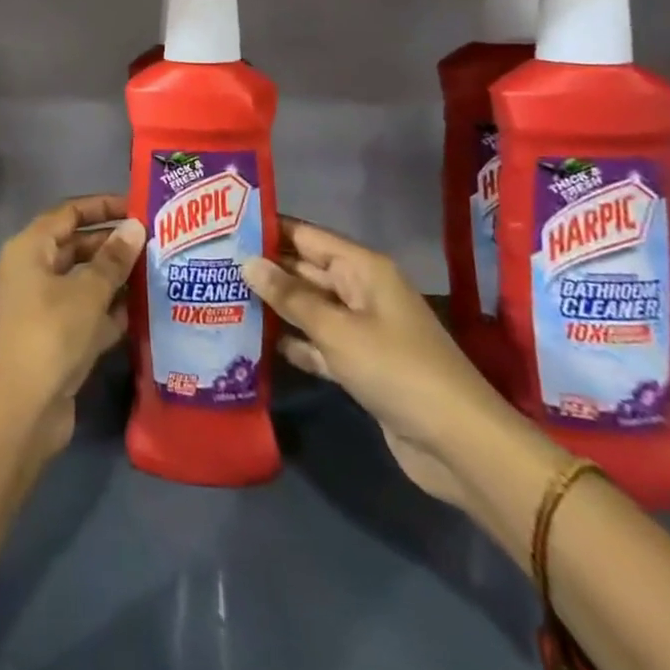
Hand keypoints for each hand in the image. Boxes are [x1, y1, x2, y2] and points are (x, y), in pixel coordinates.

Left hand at [0, 194, 146, 458]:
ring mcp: (38, 308)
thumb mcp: (89, 291)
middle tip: (153, 243)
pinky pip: (82, 313)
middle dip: (112, 245)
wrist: (22, 409)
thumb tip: (135, 227)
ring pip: (81, 282)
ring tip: (155, 273)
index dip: (102, 207)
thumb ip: (114, 259)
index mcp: (29, 249)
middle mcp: (30, 272)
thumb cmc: (52, 333)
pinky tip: (142, 312)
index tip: (137, 207)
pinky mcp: (50, 339)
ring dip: (114, 279)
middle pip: (75, 247)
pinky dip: (107, 311)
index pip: (68, 213)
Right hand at [241, 217, 522, 510]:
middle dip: (265, 268)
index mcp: (362, 269)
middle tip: (212, 265)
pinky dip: (293, 342)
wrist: (457, 444)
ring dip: (274, 306)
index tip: (224, 226)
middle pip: (306, 270)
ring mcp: (361, 329)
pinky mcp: (360, 365)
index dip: (268, 229)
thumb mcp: (336, 329)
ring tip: (222, 298)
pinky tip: (256, 343)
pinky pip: (318, 343)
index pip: (307, 236)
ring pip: (309, 308)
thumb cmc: (395, 369)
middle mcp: (361, 291)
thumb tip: (247, 262)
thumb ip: (290, 296)